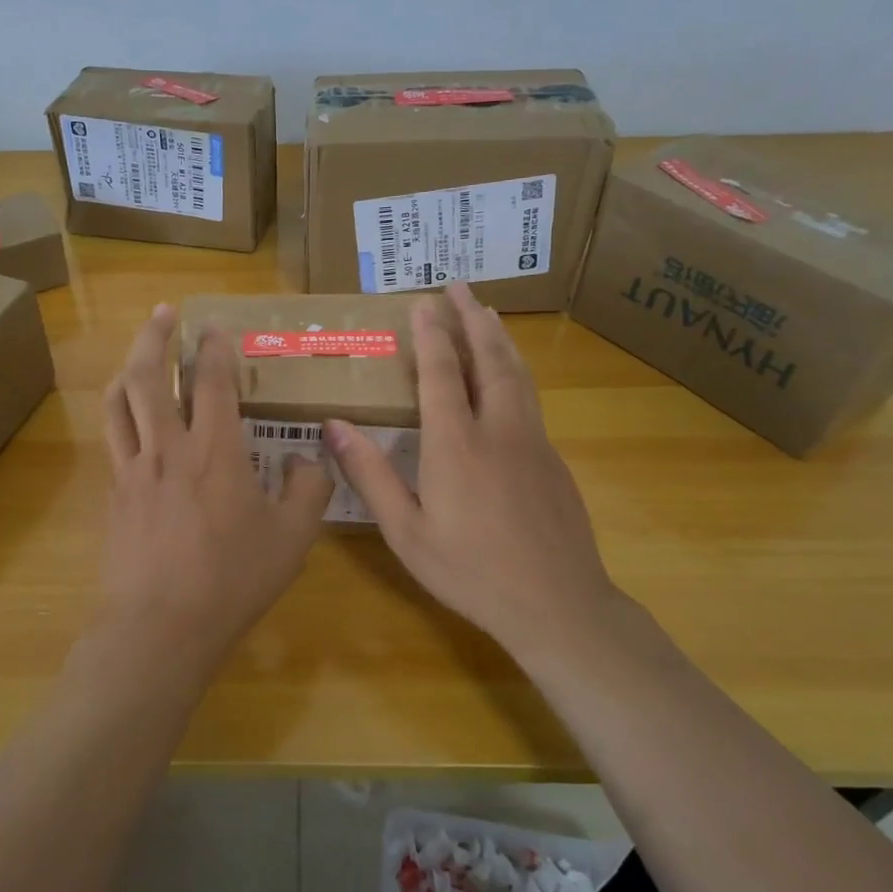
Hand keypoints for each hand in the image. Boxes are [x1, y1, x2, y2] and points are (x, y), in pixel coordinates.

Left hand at [99, 304, 333, 675]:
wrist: (160, 627)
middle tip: (163, 311)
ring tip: (137, 353)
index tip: (215, 325)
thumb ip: (308, 489)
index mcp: (216, 451)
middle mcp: (168, 447)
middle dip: (155, 336)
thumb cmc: (232, 580)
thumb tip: (303, 458)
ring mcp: (134, 469)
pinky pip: (113, 438)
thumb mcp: (292, 539)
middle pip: (150, 376)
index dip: (215, 347)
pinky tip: (128, 419)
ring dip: (128, 367)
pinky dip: (119, 413)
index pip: (213, 382)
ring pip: (120, 401)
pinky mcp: (114, 494)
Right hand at [323, 283, 619, 658]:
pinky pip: (530, 396)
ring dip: (498, 337)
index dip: (431, 333)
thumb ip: (371, 476)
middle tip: (459, 286)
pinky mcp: (553, 458)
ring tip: (487, 312)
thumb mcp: (406, 532)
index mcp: (455, 444)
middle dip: (472, 318)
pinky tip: (509, 374)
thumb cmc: (471, 571)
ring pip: (516, 373)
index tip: (422, 301)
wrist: (558, 604)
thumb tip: (334, 427)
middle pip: (487, 358)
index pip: (440, 372)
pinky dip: (514, 368)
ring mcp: (532, 441)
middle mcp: (497, 428)